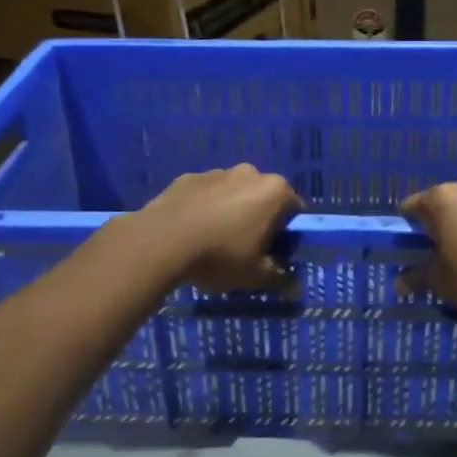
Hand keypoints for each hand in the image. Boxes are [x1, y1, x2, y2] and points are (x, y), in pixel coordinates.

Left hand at [137, 165, 302, 293]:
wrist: (160, 241)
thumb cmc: (220, 256)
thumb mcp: (255, 276)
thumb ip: (280, 278)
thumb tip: (293, 285)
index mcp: (275, 191)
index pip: (295, 212)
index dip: (287, 236)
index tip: (273, 255)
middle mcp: (250, 173)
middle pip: (264, 199)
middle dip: (259, 221)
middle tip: (245, 251)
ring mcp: (217, 172)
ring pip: (234, 195)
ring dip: (231, 213)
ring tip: (213, 243)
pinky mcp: (188, 177)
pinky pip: (206, 195)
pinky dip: (204, 209)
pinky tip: (191, 233)